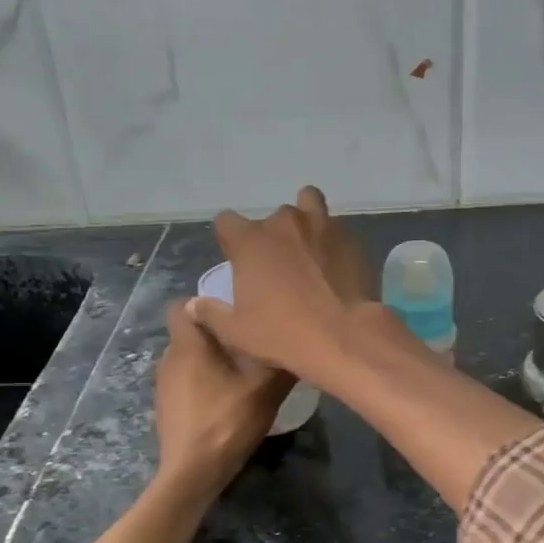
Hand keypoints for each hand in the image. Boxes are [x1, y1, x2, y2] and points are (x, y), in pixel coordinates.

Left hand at [155, 298, 292, 494]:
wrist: (191, 473)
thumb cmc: (225, 422)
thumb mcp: (265, 390)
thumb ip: (280, 362)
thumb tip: (297, 343)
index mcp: (188, 345)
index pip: (181, 305)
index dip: (203, 304)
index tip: (231, 314)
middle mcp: (169, 358)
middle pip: (190, 333)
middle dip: (216, 336)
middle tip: (249, 345)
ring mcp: (164, 385)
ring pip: (188, 360)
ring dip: (211, 362)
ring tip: (241, 375)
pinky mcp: (166, 408)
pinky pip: (185, 383)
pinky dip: (203, 385)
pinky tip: (225, 403)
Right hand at [186, 186, 380, 384]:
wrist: (344, 337)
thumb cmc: (283, 334)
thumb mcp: (237, 332)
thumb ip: (211, 313)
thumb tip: (192, 304)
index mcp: (250, 241)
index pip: (226, 221)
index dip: (229, 239)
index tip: (237, 259)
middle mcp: (284, 223)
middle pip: (271, 218)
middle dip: (272, 236)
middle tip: (279, 266)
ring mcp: (321, 225)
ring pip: (308, 205)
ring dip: (305, 222)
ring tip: (309, 250)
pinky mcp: (351, 238)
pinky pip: (336, 228)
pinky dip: (332, 240)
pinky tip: (335, 264)